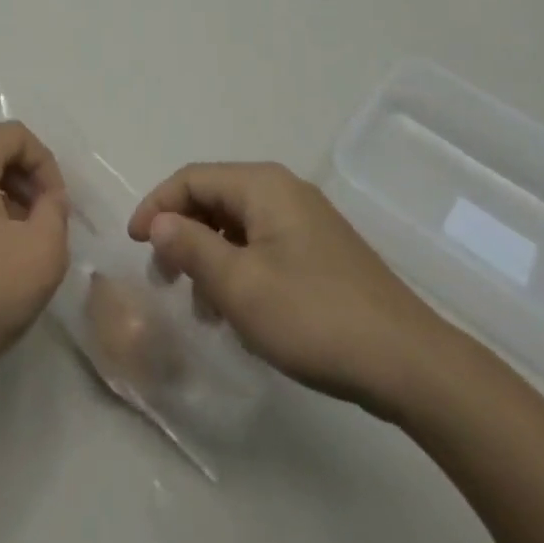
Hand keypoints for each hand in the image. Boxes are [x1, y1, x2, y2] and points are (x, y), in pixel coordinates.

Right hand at [128, 162, 457, 419]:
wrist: (409, 363)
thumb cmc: (314, 316)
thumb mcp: (240, 286)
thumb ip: (190, 247)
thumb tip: (157, 222)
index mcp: (262, 185)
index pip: (191, 179)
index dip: (156, 206)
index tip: (134, 245)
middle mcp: (283, 190)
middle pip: (214, 199)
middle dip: (182, 235)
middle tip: (165, 280)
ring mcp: (306, 220)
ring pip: (237, 226)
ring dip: (209, 258)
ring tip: (202, 308)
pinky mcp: (321, 251)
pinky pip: (262, 245)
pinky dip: (239, 269)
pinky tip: (240, 312)